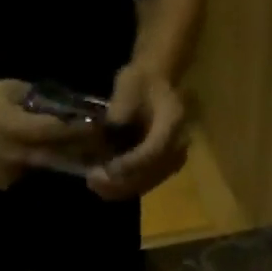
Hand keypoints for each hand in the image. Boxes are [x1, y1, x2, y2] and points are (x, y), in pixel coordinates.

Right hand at [0, 79, 90, 188]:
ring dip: (54, 158)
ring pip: (43, 167)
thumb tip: (66, 106)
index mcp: (17, 128)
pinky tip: (23, 154)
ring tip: (68, 150)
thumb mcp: (10, 89)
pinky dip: (31, 165)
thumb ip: (38, 99)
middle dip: (77, 151)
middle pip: (57, 157)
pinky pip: (27, 174)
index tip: (99, 127)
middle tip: (96, 146)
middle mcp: (17, 155)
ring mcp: (11, 174)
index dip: (79, 131)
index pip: (57, 132)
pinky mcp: (5, 184)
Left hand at [87, 65, 188, 200]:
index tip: (106, 169)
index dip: (129, 165)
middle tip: (92, 179)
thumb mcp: (126, 89)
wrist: (157, 84)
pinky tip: (104, 186)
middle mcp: (179, 145)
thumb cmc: (140, 81)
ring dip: (117, 189)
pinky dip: (122, 188)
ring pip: (144, 184)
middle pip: (149, 175)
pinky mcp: (165, 170)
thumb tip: (103, 146)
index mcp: (174, 119)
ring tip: (94, 183)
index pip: (153, 152)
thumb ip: (118, 118)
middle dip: (118, 182)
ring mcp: (173, 160)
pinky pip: (143, 185)